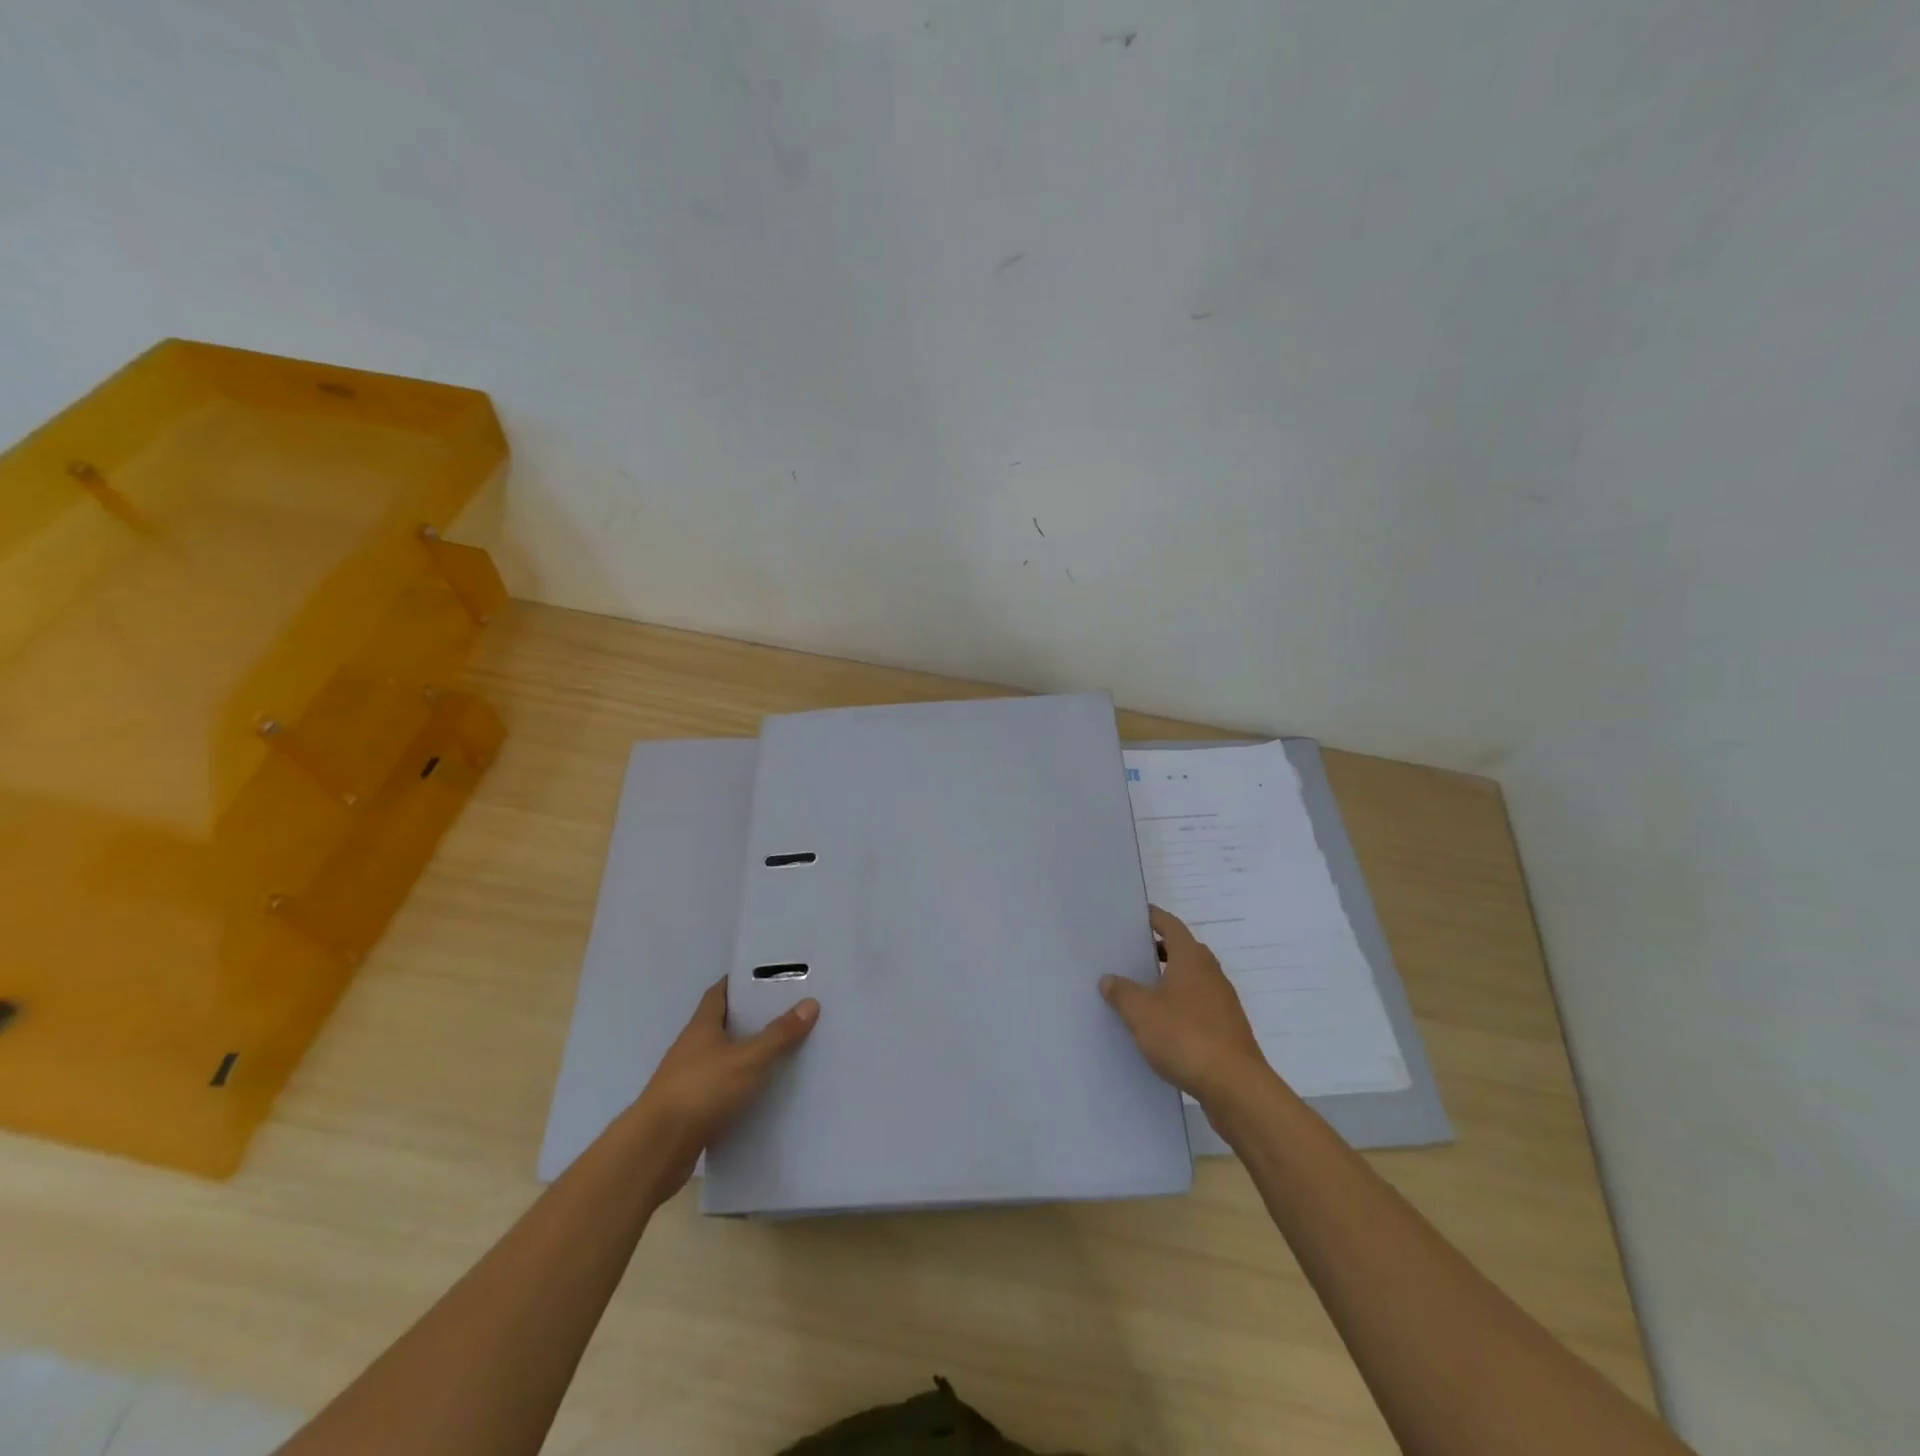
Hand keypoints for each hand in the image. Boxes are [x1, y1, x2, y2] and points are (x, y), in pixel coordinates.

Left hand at [633, 979, 818, 1197]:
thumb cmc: (701, 1090)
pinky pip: (721, 1089)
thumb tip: (811, 1003)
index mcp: (701, 1026)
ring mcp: (688, 1080)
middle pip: (723, 1024)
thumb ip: (778, 1034)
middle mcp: (692, 1048)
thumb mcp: (747, 1059)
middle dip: (751, 1018)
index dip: (740, 982)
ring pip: (723, 1058)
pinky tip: (762, 1093)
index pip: (719, 993)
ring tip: (782, 1051)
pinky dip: (740, 1087)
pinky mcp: (691, 1110)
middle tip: (787, 1011)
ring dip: (746, 1054)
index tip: (767, 977)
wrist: (656, 1150)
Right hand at [1100, 905, 1272, 1109]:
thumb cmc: (1185, 1036)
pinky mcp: (1227, 1029)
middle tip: (1130, 955)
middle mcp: (1210, 973)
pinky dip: (1179, 1006)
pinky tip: (1160, 1025)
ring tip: (1140, 991)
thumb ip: (1122, 992)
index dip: (1152, 917)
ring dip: (1169, 980)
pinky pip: (1198, 1006)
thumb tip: (1108, 979)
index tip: (1134, 915)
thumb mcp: (1141, 1012)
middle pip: (1183, 951)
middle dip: (1158, 950)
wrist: (1235, 1086)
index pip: (1170, 925)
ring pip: (1191, 980)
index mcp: (1191, 959)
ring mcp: (1222, 1002)